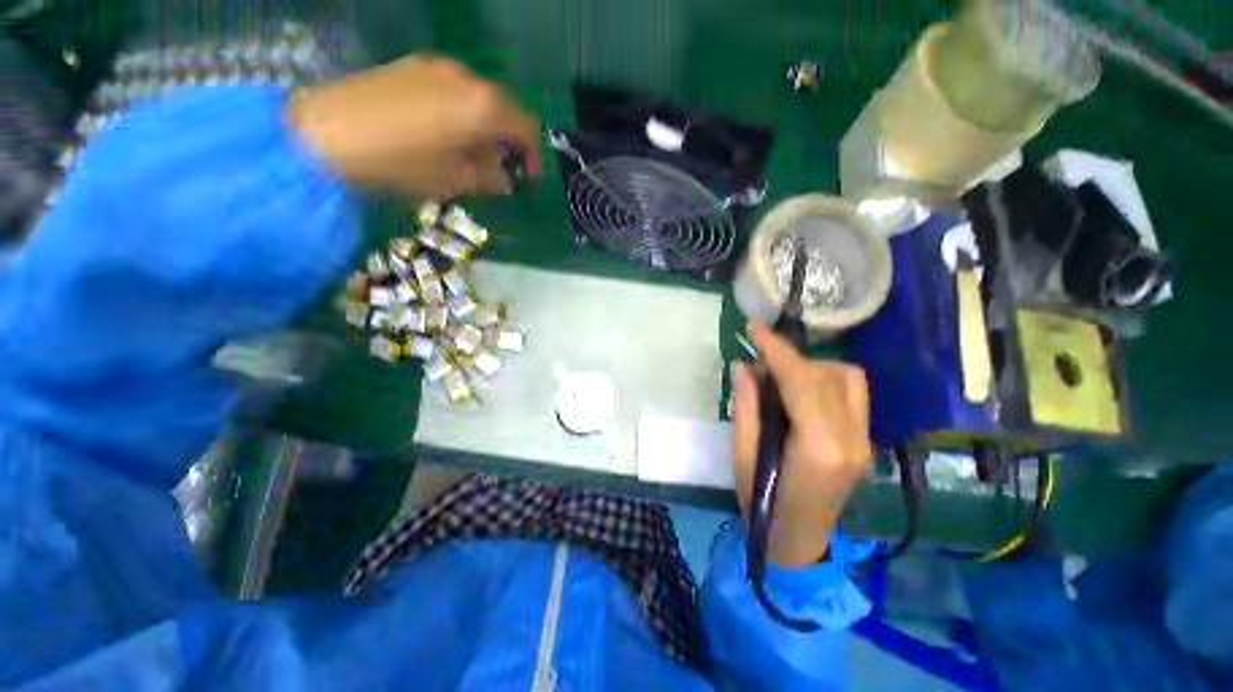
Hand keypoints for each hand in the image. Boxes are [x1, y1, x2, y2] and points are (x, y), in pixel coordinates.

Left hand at [288, 55, 541, 197]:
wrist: (324, 131)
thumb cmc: (399, 162)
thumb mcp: (454, 180)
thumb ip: (489, 177)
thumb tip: (505, 177)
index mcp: (482, 107)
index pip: (526, 126)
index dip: (533, 154)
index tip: (528, 176)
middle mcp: (465, 78)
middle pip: (504, 108)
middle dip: (508, 140)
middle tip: (500, 168)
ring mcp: (436, 67)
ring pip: (478, 98)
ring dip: (485, 127)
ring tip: (470, 154)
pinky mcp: (412, 66)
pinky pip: (452, 89)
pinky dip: (461, 112)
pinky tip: (444, 133)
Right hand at [731, 322, 872, 567]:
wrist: (798, 542)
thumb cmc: (761, 503)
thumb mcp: (742, 454)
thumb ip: (747, 406)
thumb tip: (745, 366)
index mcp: (819, 447)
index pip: (802, 381)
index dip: (777, 350)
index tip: (754, 327)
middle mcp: (852, 438)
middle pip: (826, 375)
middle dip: (789, 358)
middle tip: (758, 361)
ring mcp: (864, 440)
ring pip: (848, 378)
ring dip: (811, 367)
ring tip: (780, 377)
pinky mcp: (864, 441)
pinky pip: (852, 393)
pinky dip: (825, 379)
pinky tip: (801, 391)